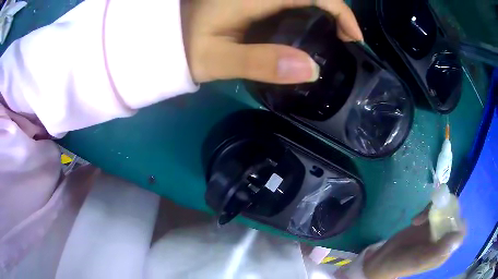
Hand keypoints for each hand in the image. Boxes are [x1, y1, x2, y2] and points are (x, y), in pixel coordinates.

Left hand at [181, 0, 362, 83]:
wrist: (167, 37)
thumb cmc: (186, 49)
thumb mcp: (218, 61)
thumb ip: (261, 63)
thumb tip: (312, 70)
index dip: (341, 10)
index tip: (353, 37)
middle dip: (336, 11)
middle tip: (344, 38)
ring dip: (323, 11)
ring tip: (332, 35)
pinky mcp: (254, 1)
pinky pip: (290, 1)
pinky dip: (307, 10)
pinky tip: (306, 28)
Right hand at [364, 205, 465, 278]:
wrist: (384, 259)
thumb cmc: (402, 263)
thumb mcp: (420, 260)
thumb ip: (439, 250)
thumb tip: (459, 236)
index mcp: (444, 250)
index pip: (460, 232)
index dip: (458, 222)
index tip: (446, 218)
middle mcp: (443, 239)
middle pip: (454, 217)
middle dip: (446, 211)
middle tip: (432, 213)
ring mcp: (436, 230)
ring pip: (445, 210)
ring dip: (435, 209)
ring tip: (420, 218)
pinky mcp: (428, 223)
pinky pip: (435, 209)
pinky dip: (427, 209)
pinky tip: (415, 220)